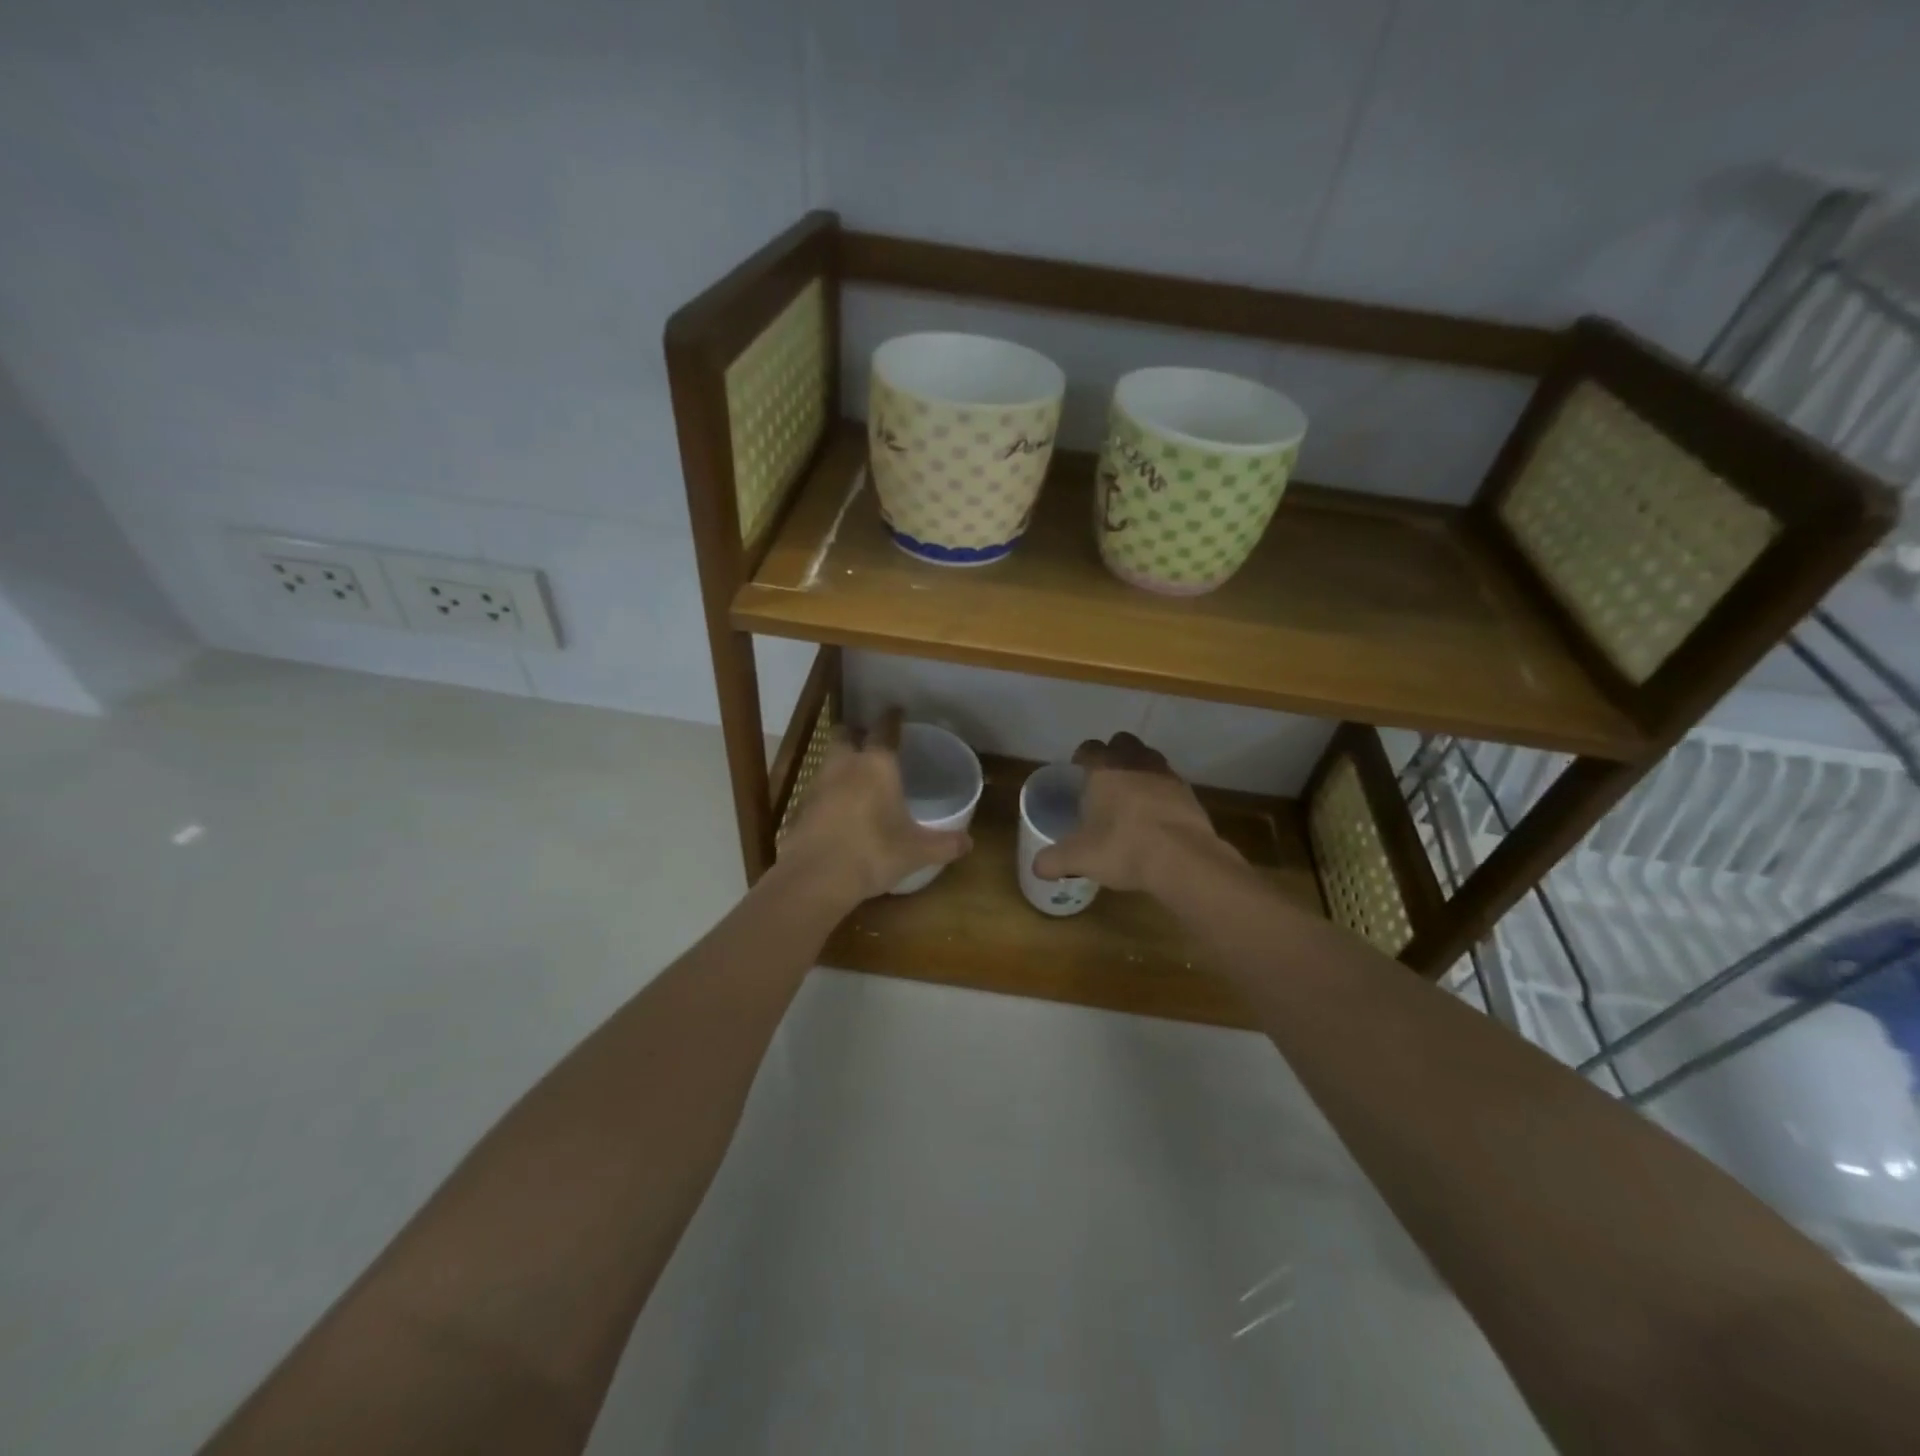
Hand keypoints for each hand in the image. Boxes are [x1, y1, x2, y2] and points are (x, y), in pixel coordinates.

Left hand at [777, 708, 971, 904]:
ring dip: (841, 762)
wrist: (815, 878)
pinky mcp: (801, 808)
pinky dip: (829, 793)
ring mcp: (817, 785)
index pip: (885, 729)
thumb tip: (969, 843)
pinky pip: (817, 790)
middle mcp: (845, 765)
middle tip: (870, 742)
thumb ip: (944, 844)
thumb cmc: (873, 853)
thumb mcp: (917, 851)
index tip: (897, 712)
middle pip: (845, 735)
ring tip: (857, 777)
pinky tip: (840, 809)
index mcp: (876, 765)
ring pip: (829, 760)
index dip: (892, 718)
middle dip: (856, 734)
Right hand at [1031, 733, 1233, 892]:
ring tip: (1132, 798)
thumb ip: (1053, 860)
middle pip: (1122, 743)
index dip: (1082, 758)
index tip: (1078, 773)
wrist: (1182, 858)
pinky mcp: (1189, 793)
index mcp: (1103, 769)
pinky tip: (1156, 817)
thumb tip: (1037, 867)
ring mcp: (1166, 774)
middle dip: (1113, 756)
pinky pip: (1169, 783)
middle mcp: (1135, 762)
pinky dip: (1161, 793)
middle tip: (1105, 782)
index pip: (1088, 748)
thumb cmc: (1123, 847)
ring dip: (1139, 770)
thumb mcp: (1079, 858)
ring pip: (1149, 758)